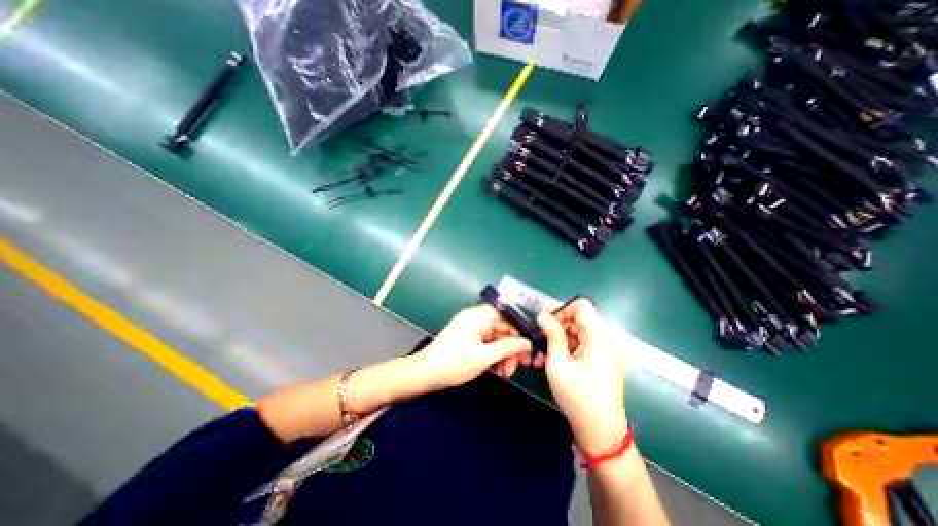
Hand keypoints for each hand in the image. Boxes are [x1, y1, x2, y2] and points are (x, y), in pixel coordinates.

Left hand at [411, 304, 531, 393]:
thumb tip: (527, 343)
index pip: (507, 315)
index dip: (519, 330)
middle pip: (503, 328)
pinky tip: (499, 369)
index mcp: (478, 316)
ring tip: (507, 372)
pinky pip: (488, 342)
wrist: (426, 373)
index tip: (529, 347)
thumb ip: (507, 348)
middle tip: (521, 365)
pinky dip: (495, 354)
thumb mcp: (483, 357)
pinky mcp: (469, 337)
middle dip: (512, 347)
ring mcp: (472, 328)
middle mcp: (476, 318)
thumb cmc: (453, 363)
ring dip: (504, 354)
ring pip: (497, 337)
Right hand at [538, 298, 625, 453]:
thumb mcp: (558, 362)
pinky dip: (568, 350)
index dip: (562, 310)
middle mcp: (607, 339)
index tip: (547, 325)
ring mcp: (607, 350)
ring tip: (541, 357)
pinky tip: (553, 363)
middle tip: (539, 342)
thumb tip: (543, 315)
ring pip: (578, 333)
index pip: (581, 306)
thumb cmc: (577, 396)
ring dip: (559, 341)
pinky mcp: (604, 360)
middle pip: (579, 319)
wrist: (601, 431)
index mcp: (599, 336)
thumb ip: (552, 334)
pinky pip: (583, 345)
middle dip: (557, 328)